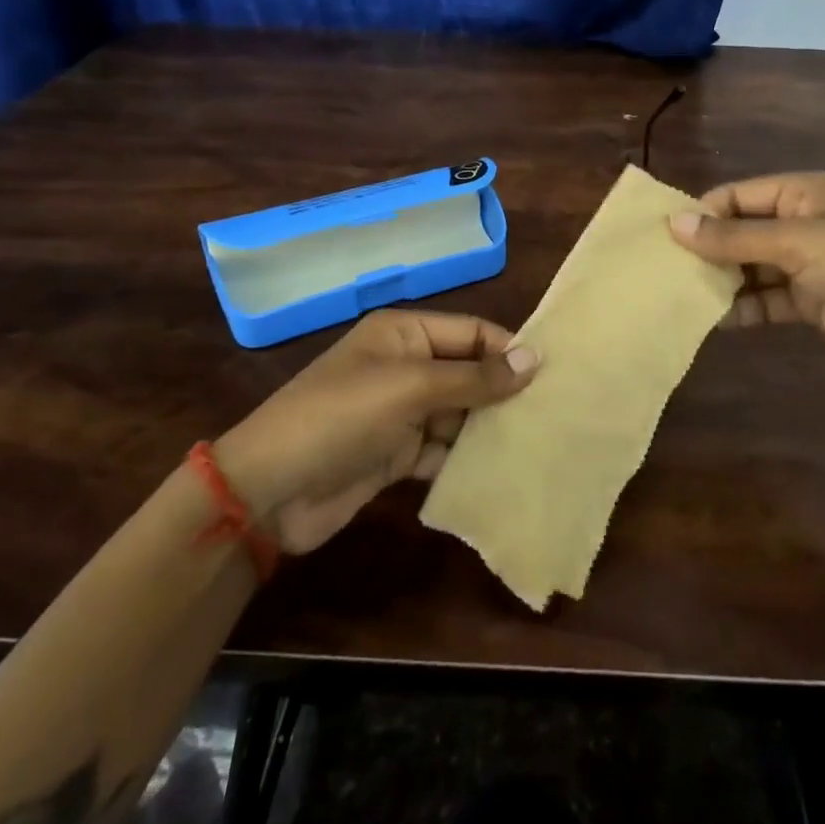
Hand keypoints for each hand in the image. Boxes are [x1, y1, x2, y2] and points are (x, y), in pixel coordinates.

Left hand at [215, 311, 536, 554]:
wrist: (270, 491)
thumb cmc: (341, 417)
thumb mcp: (409, 388)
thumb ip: (473, 377)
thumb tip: (534, 359)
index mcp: (404, 334)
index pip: (471, 332)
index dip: (508, 350)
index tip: (552, 375)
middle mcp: (406, 366)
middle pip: (468, 373)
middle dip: (504, 392)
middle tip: (554, 413)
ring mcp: (401, 413)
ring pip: (459, 413)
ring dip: (489, 428)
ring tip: (538, 443)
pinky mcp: (397, 455)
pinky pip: (442, 450)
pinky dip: (465, 459)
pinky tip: (499, 472)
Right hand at [667, 171, 824, 395]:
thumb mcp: (796, 242)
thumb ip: (733, 237)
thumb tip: (674, 224)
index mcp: (803, 193)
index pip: (739, 195)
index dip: (703, 213)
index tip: (664, 237)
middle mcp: (802, 223)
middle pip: (742, 231)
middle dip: (709, 250)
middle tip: (666, 271)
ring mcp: (807, 264)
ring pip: (751, 267)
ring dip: (723, 281)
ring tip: (682, 297)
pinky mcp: (811, 301)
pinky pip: (766, 299)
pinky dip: (743, 308)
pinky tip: (715, 321)